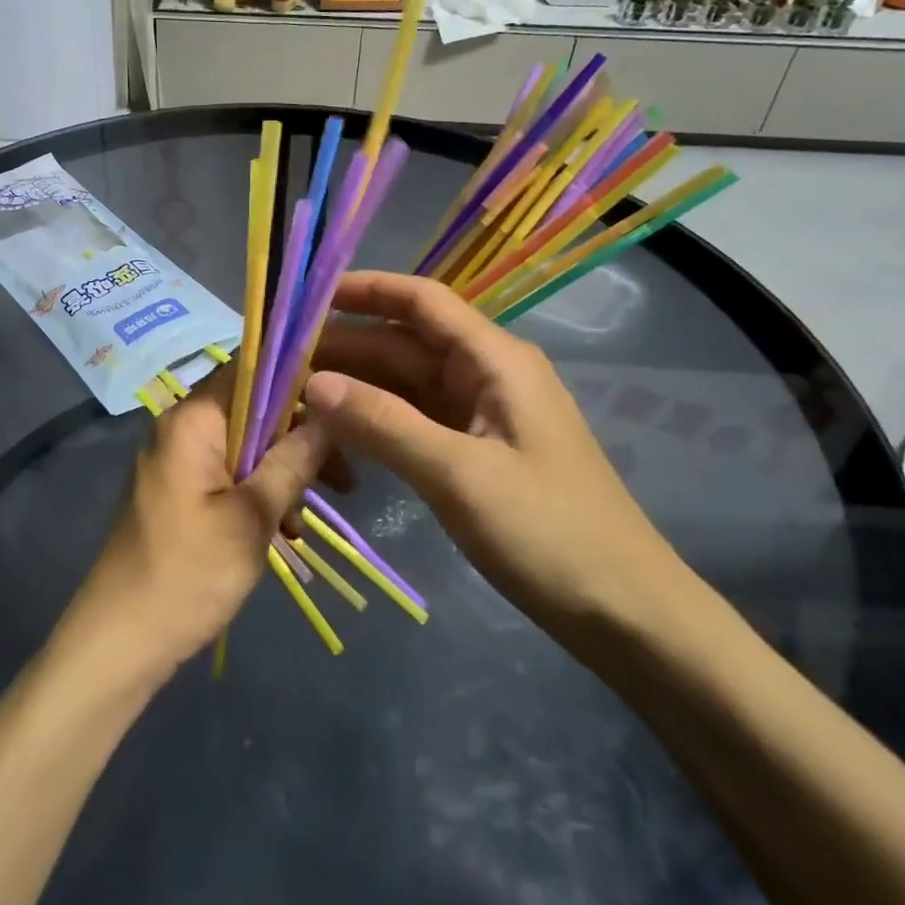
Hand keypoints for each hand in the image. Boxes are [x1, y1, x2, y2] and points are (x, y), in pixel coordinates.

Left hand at [67, 373, 332, 683]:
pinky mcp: (176, 490)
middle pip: (252, 408)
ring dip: (281, 472)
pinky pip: (226, 472)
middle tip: (343, 478)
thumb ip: (292, 460)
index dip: (298, 379)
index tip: (340, 409)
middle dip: (298, 438)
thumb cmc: (188, 574)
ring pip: (244, 444)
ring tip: (305, 521)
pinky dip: (256, 492)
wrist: (120, 641)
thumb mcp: (252, 518)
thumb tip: (330, 414)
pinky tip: (282, 530)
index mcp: (193, 419)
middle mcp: (180, 427)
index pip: (252, 368)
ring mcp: (175, 459)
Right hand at [305, 271, 689, 652]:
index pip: (420, 300)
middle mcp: (485, 375)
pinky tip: (335, 436)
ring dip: (354, 388)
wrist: (626, 615)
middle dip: (344, 348)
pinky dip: (375, 423)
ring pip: (403, 385)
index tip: (304, 298)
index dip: (363, 290)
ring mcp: (480, 415)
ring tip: (291, 397)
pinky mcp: (474, 452)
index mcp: (494, 360)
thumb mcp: (460, 475)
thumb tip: (312, 383)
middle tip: (277, 365)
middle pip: (403, 344)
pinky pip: (413, 422)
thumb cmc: (550, 534)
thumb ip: (383, 424)